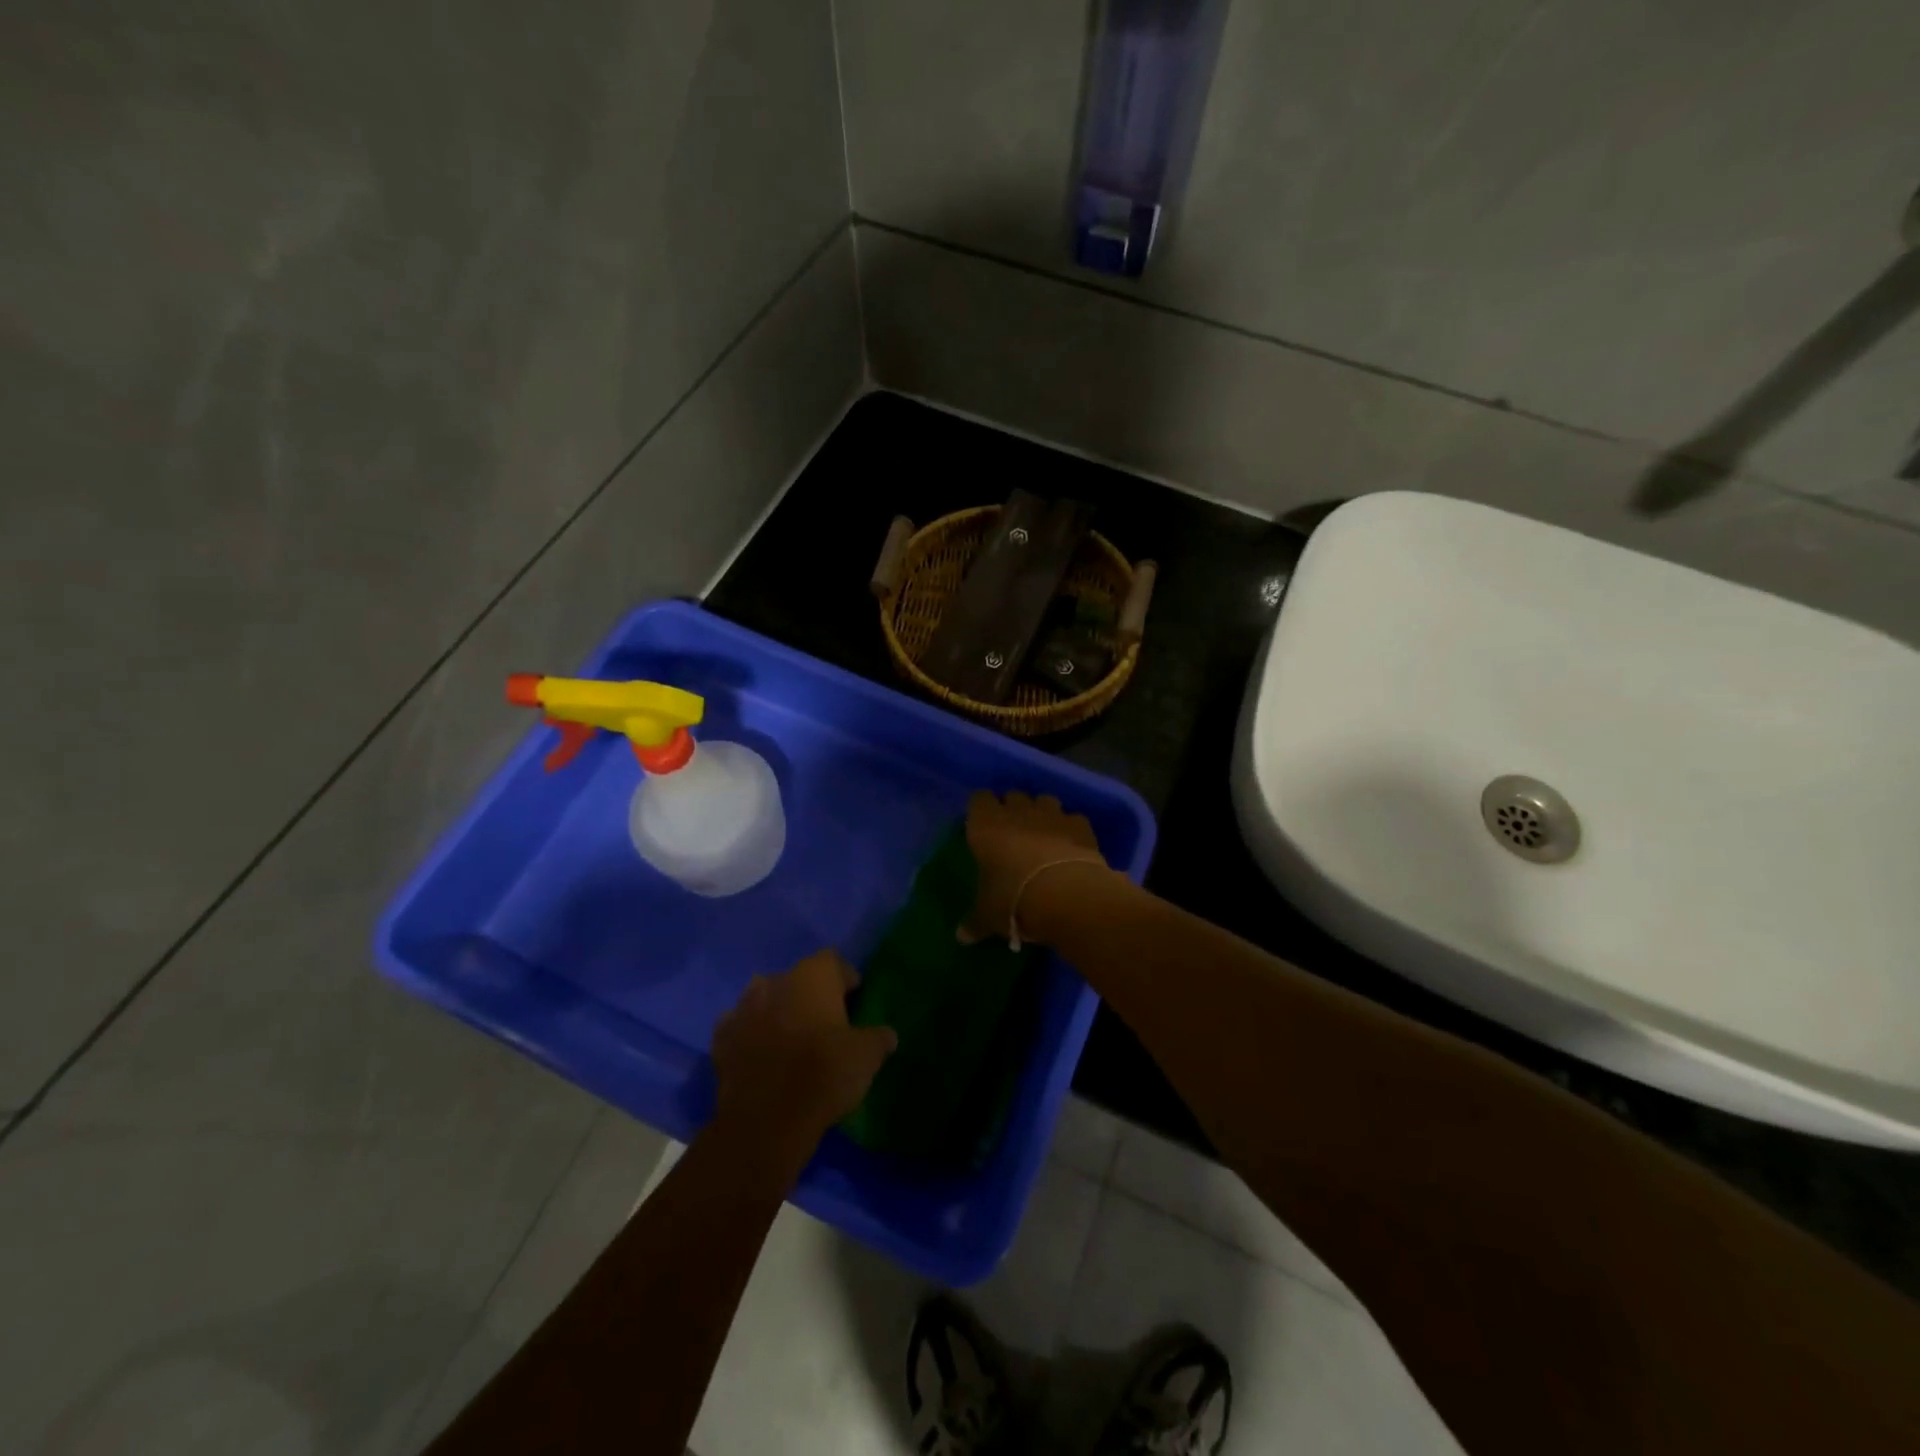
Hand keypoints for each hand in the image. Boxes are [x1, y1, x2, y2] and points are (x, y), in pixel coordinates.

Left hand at [710, 950, 896, 1176]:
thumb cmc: (824, 1074)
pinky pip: (740, 1028)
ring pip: (765, 999)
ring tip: (790, 1039)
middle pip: (798, 979)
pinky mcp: (721, 1039)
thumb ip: (878, 1038)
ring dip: (777, 1012)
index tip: (854, 1002)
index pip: (834, 962)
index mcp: (813, 975)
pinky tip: (761, 1057)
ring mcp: (742, 1007)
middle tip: (824, 1024)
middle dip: (809, 996)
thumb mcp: (867, 1056)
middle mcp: (775, 980)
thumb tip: (886, 1034)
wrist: (766, 1121)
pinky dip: (750, 1036)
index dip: (845, 980)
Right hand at [963, 790, 1109, 946]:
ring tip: (1043, 835)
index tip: (982, 825)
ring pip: (1044, 799)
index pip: (979, 799)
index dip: (981, 809)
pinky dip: (1070, 828)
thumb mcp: (988, 916)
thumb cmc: (1013, 900)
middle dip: (1013, 808)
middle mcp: (1017, 812)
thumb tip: (961, 937)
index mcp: (985, 825)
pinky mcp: (1080, 825)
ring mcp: (1051, 814)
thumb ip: (974, 921)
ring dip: (1042, 813)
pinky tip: (1070, 846)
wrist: (1066, 895)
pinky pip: (1072, 818)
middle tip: (1012, 832)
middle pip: (1012, 795)